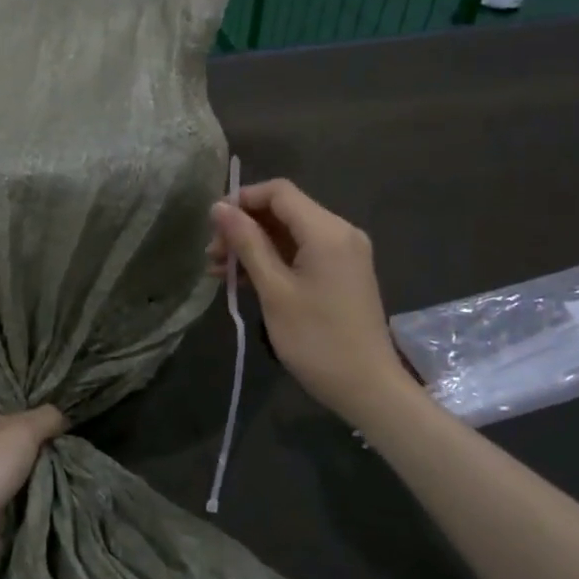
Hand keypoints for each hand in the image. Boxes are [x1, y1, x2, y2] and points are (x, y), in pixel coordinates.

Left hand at [0, 407, 67, 561]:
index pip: (13, 412)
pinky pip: (13, 492)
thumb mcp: (26, 428)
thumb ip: (47, 417)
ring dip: (35, 474)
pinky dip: (27, 494)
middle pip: (16, 441)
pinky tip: (44, 494)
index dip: (36, 419)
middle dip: (38, 449)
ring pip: (16, 468)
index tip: (60, 430)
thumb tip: (62, 418)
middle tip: (63, 454)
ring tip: (60, 475)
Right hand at [207, 179, 407, 421]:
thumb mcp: (274, 290)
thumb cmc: (316, 339)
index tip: (213, 224)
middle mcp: (340, 232)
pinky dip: (273, 260)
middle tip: (211, 255)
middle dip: (244, 226)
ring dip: (254, 246)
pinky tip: (243, 280)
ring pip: (289, 233)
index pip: (279, 192)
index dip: (242, 199)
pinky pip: (301, 253)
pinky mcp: (341, 273)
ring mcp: (343, 253)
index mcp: (327, 230)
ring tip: (219, 271)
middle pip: (283, 211)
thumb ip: (247, 244)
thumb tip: (219, 207)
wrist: (367, 387)